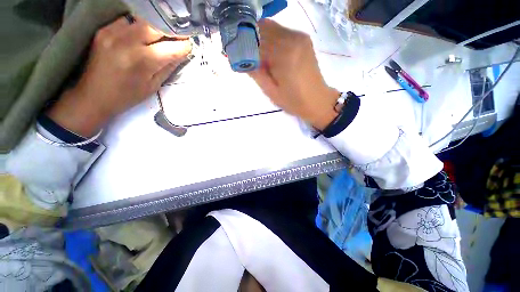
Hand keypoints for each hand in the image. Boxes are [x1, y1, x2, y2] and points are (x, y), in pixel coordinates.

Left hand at [47, 16, 191, 136]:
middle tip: (178, 37)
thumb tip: (181, 54)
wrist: (93, 96)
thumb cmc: (127, 96)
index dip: (184, 45)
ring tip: (161, 37)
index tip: (190, 45)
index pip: (172, 47)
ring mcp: (113, 33)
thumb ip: (168, 67)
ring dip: (156, 28)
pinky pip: (128, 21)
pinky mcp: (104, 30)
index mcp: (144, 61)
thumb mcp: (154, 85)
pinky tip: (141, 36)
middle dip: (172, 32)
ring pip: (143, 20)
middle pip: (158, 26)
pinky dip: (139, 27)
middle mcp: (128, 42)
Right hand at [248, 19, 337, 129]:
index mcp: (284, 53)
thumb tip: (238, 58)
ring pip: (271, 28)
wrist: (317, 100)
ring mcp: (299, 37)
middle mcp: (293, 38)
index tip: (232, 53)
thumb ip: (255, 72)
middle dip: (249, 39)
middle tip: (243, 55)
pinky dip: (270, 40)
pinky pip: (281, 33)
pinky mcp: (303, 39)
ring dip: (259, 39)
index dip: (241, 45)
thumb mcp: (270, 91)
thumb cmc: (293, 101)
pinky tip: (269, 55)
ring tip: (255, 57)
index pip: (255, 40)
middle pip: (262, 28)